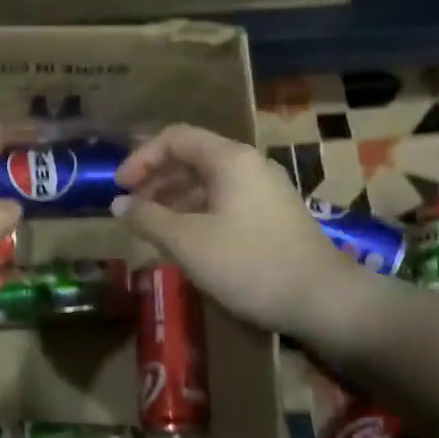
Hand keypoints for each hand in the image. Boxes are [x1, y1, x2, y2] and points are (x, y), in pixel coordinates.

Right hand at [112, 124, 386, 349]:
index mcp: (229, 160)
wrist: (321, 299)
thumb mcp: (187, 242)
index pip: (175, 138)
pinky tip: (185, 242)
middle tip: (131, 210)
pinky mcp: (272, 216)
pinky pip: (224, 202)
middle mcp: (249, 165)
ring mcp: (264, 191)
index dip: (141, 158)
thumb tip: (118, 204)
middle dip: (156, 180)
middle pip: (192, 158)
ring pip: (208, 183)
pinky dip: (196, 213)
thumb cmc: (248, 264)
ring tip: (152, 229)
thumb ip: (148, 218)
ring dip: (174, 199)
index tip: (119, 188)